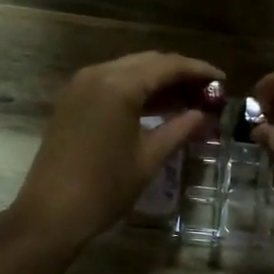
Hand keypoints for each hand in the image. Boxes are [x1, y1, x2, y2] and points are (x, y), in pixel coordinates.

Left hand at [10, 50, 223, 250]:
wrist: (51, 212)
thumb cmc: (105, 187)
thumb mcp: (149, 158)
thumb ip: (179, 129)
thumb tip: (202, 115)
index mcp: (119, 85)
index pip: (167, 66)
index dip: (198, 70)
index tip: (222, 79)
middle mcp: (98, 73)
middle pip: (147, 62)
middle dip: (178, 73)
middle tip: (207, 90)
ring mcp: (80, 84)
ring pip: (128, 69)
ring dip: (157, 80)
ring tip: (188, 99)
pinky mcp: (72, 98)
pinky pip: (111, 81)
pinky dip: (135, 88)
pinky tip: (156, 106)